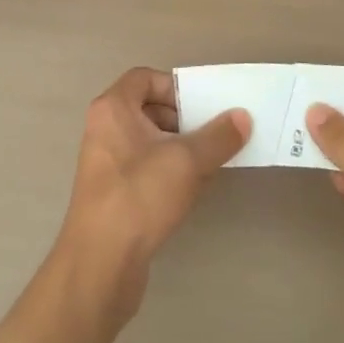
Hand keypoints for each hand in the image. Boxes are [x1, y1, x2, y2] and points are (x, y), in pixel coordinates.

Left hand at [53, 68, 249, 332]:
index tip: (202, 106)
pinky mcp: (112, 194)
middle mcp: (104, 129)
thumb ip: (218, 136)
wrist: (100, 264)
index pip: (144, 78)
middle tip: (213, 133)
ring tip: (209, 162)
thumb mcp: (187, 161)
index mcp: (112, 108)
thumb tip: (242, 117)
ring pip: (148, 141)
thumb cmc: (140, 196)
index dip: (175, 87)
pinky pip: (144, 168)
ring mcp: (106, 163)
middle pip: (148, 109)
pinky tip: (192, 190)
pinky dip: (167, 171)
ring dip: (179, 148)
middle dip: (182, 119)